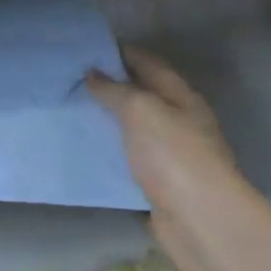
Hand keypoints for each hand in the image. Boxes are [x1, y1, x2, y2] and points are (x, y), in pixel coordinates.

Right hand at [87, 46, 239, 270]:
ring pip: (132, 128)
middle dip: (109, 85)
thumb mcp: (141, 110)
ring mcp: (169, 155)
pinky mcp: (157, 184)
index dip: (120, 52)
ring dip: (106, 119)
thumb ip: (115, 90)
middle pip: (141, 95)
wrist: (202, 223)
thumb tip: (92, 73)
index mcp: (181, 98)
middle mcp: (178, 122)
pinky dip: (107, 150)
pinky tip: (82, 146)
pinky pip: (127, 159)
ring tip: (69, 108)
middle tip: (69, 77)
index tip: (85, 47)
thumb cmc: (175, 156)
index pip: (148, 64)